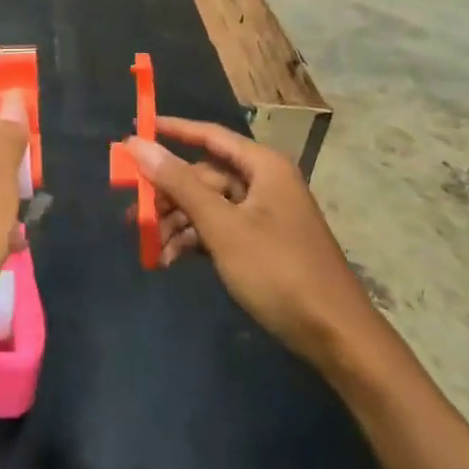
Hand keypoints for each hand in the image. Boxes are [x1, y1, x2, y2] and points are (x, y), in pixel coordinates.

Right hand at [127, 119, 377, 368]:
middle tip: (132, 209)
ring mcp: (264, 214)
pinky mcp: (263, 244)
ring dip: (178, 222)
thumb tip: (138, 145)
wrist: (336, 338)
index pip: (209, 135)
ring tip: (147, 244)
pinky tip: (169, 260)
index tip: (135, 130)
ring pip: (209, 205)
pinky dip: (195, 241)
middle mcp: (264, 182)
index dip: (172, 130)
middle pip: (205, 175)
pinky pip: (220, 229)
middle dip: (168, 193)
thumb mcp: (223, 227)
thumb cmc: (279, 272)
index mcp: (262, 166)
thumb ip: (179, 184)